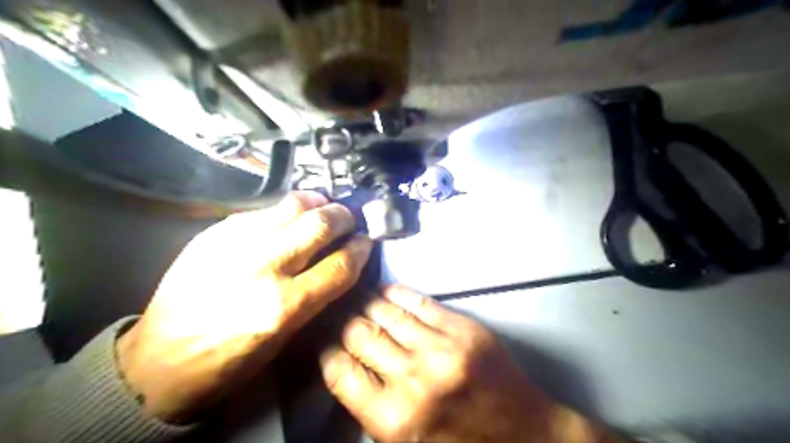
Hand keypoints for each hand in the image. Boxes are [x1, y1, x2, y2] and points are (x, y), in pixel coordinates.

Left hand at [116, 193, 373, 423]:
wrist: (159, 361)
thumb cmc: (229, 361)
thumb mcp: (285, 339)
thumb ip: (317, 295)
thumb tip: (341, 262)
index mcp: (284, 306)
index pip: (341, 264)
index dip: (361, 249)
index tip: (366, 242)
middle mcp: (263, 268)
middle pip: (320, 224)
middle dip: (344, 217)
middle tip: (348, 220)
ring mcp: (234, 244)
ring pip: (293, 204)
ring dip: (318, 203)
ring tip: (324, 208)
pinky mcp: (213, 232)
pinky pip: (262, 210)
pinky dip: (284, 211)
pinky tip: (287, 219)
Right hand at [319, 285, 617, 441]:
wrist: (526, 438)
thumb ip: (374, 408)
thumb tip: (349, 368)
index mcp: (394, 419)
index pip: (340, 372)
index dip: (326, 351)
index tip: (324, 341)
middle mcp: (413, 378)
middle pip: (360, 335)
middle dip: (343, 322)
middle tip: (336, 314)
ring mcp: (441, 348)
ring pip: (386, 313)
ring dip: (365, 303)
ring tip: (354, 297)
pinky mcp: (464, 329)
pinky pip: (419, 302)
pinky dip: (396, 293)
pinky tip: (384, 290)